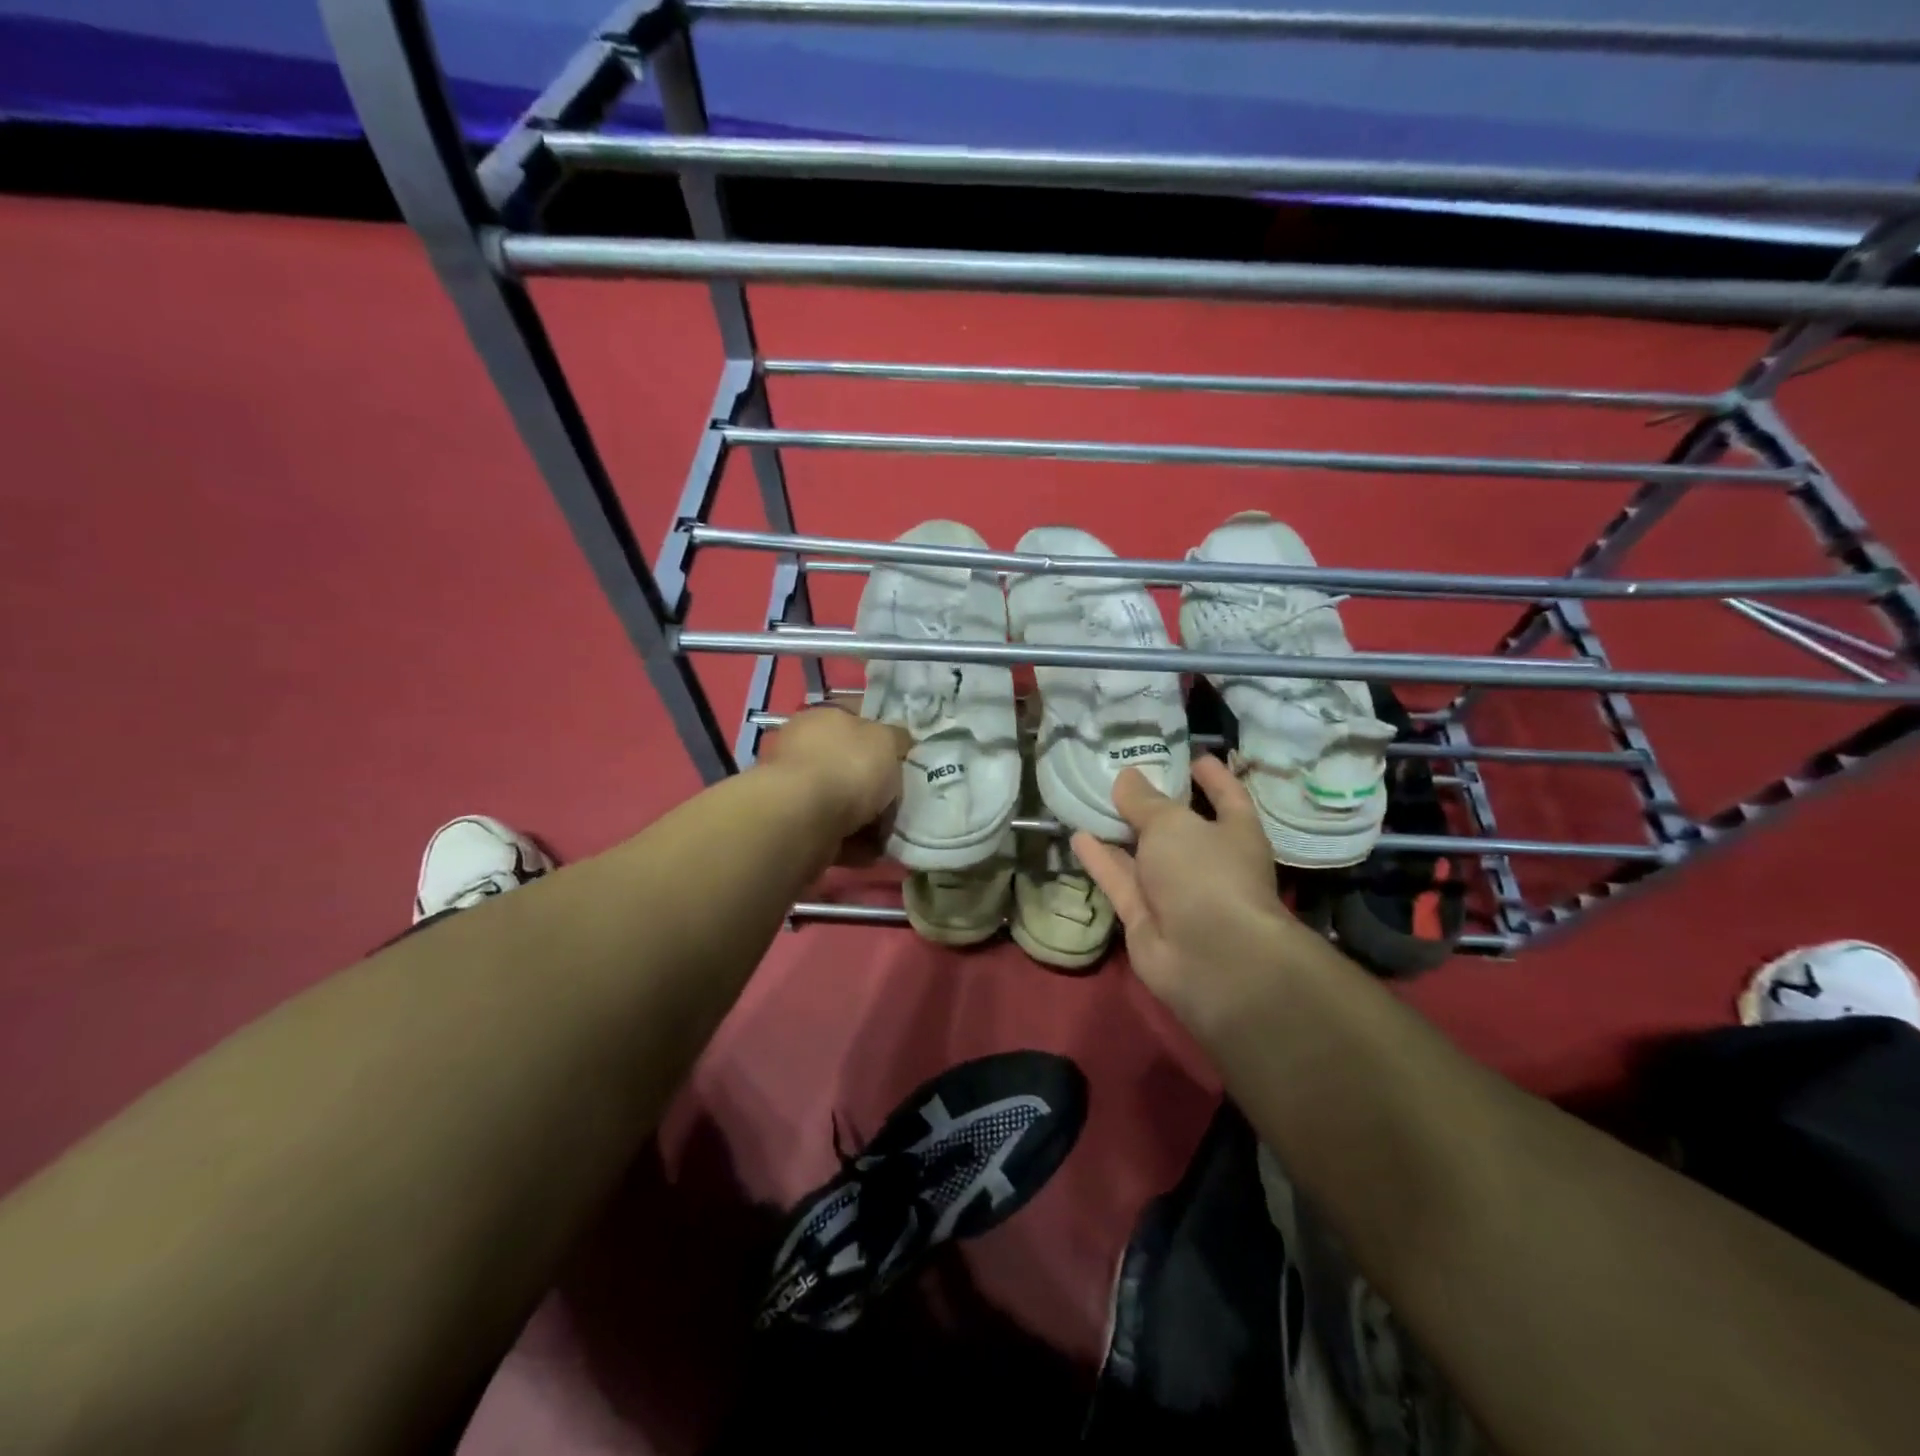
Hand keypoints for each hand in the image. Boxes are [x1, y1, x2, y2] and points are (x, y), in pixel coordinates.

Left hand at [761, 707, 911, 844]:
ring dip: (870, 817)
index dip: (883, 731)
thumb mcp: (886, 739)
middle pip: (850, 764)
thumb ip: (896, 737)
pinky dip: (856, 843)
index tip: (907, 751)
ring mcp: (797, 791)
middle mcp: (804, 750)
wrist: (804, 820)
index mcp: (822, 718)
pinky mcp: (797, 827)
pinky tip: (876, 850)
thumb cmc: (848, 766)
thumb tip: (899, 740)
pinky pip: (836, 833)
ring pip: (844, 802)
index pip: (856, 716)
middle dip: (877, 782)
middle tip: (905, 794)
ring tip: (895, 829)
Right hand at [1074, 756, 1292, 1027]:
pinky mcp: (1145, 916)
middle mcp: (1208, 861)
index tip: (1190, 754)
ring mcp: (1175, 891)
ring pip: (1143, 855)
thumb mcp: (1173, 824)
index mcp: (1234, 832)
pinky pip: (1120, 880)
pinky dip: (1100, 860)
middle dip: (1153, 803)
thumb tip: (1126, 777)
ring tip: (1090, 800)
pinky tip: (1076, 836)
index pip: (1226, 794)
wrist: (1209, 957)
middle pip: (1178, 826)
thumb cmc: (1206, 873)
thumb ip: (1144, 800)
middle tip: (1121, 773)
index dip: (1211, 774)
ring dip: (1120, 832)